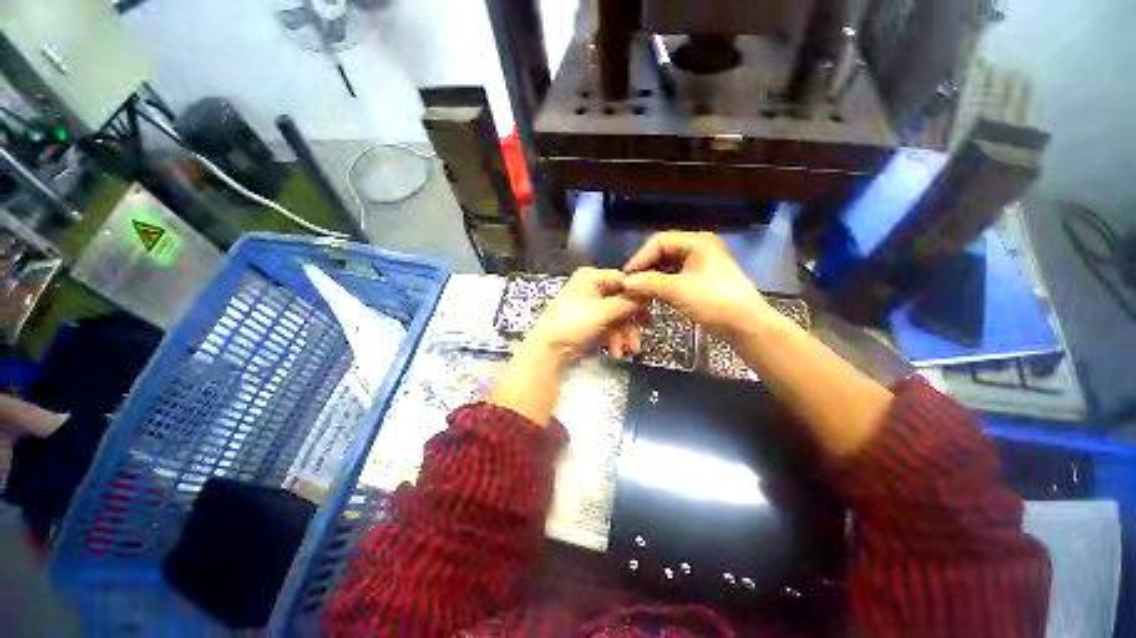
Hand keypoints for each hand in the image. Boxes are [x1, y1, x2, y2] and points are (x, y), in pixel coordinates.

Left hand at [490, 268, 642, 425]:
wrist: (548, 349)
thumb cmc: (572, 322)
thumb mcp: (603, 311)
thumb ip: (627, 303)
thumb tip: (646, 296)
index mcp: (591, 278)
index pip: (621, 280)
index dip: (637, 293)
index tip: (652, 305)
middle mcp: (591, 289)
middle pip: (621, 301)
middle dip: (631, 319)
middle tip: (646, 327)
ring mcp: (590, 308)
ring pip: (616, 317)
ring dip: (624, 334)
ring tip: (629, 349)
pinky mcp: (589, 324)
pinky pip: (608, 328)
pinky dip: (614, 340)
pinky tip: (616, 352)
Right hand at [622, 231, 774, 337]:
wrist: (746, 325)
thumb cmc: (714, 302)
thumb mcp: (677, 290)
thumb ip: (648, 283)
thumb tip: (624, 283)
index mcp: (696, 241)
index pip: (658, 241)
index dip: (639, 258)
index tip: (626, 277)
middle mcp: (698, 247)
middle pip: (662, 252)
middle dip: (645, 268)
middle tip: (630, 285)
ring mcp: (700, 263)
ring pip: (667, 265)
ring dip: (651, 277)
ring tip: (637, 291)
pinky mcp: (700, 278)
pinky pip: (674, 276)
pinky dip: (661, 284)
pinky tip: (651, 295)